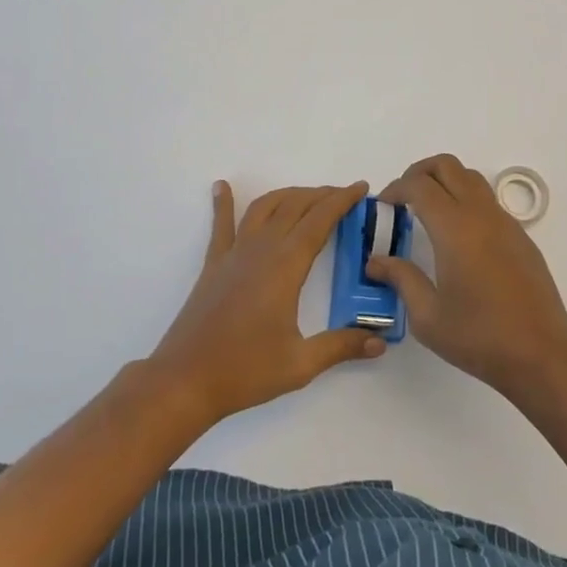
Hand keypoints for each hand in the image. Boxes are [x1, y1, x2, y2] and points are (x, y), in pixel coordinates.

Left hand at [150, 181, 385, 425]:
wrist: (185, 380)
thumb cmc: (245, 370)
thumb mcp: (301, 364)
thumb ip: (341, 347)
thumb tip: (380, 343)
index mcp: (285, 266)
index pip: (319, 221)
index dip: (341, 201)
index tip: (360, 188)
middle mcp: (261, 249)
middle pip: (294, 207)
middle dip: (321, 195)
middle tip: (343, 195)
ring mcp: (234, 254)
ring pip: (264, 208)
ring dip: (288, 195)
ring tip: (307, 195)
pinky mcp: (213, 264)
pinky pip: (221, 225)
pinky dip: (224, 203)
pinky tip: (222, 186)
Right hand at [369, 154, 566, 402]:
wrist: (542, 355)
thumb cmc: (480, 337)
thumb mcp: (428, 317)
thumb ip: (401, 279)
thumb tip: (376, 261)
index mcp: (455, 229)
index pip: (419, 185)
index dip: (396, 188)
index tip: (383, 206)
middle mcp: (481, 215)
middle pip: (447, 166)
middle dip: (419, 172)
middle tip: (402, 198)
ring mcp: (505, 223)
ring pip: (471, 178)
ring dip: (445, 182)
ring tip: (428, 212)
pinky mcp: (521, 237)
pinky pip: (488, 201)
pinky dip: (466, 200)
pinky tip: (458, 237)